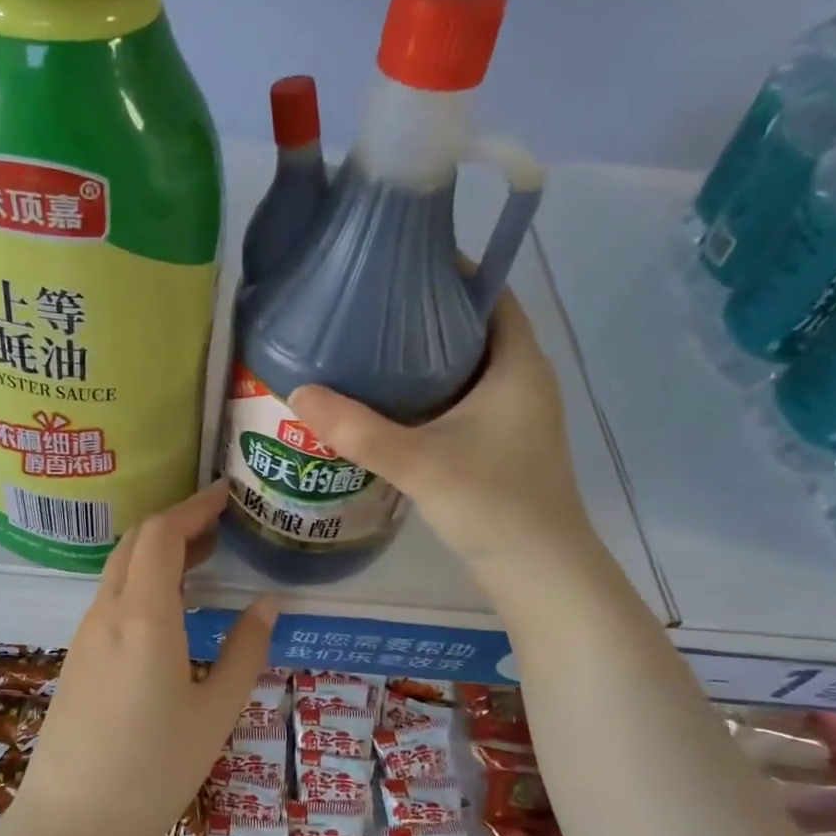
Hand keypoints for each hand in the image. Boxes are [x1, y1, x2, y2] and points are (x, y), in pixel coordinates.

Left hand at [12, 482, 278, 835]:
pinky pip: (112, 599)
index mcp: (143, 615)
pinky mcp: (78, 657)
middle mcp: (107, 612)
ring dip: (159, 553)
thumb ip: (245, 651)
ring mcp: (85, 634)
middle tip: (222, 527)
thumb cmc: (154, 770)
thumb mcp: (216, 712)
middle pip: (136, 543)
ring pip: (121, 570)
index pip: (161, 533)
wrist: (72, 823)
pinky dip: (143, 582)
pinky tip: (171, 609)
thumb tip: (267, 604)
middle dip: (178, 524)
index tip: (227, 497)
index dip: (194, 507)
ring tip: (204, 562)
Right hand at [288, 292, 598, 589]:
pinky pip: (456, 398)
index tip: (395, 262)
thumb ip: (358, 430)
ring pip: (461, 366)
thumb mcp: (420, 463)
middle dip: (421, 312)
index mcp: (517, 364)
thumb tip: (297, 392)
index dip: (448, 270)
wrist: (538, 573)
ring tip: (362, 346)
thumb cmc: (495, 505)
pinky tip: (381, 403)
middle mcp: (519, 380)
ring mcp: (510, 414)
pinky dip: (423, 391)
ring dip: (419, 356)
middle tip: (363, 305)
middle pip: (470, 326)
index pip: (489, 292)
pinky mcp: (495, 443)